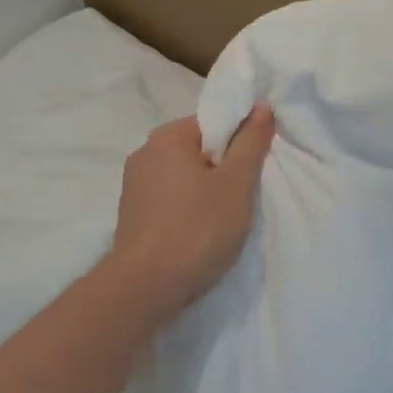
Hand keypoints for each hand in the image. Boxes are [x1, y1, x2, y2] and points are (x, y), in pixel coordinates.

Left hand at [106, 104, 276, 320]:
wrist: (145, 288)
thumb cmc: (197, 230)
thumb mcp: (235, 184)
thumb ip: (250, 143)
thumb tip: (260, 105)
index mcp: (166, 137)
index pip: (212, 123)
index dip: (238, 142)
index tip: (254, 169)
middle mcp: (144, 154)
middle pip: (197, 150)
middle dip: (223, 170)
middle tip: (243, 198)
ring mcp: (134, 186)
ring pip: (184, 178)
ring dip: (206, 193)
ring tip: (224, 221)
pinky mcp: (132, 215)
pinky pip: (169, 201)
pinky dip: (188, 211)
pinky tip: (200, 234)